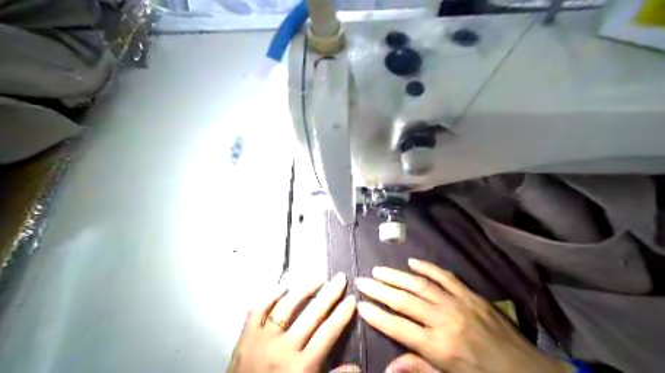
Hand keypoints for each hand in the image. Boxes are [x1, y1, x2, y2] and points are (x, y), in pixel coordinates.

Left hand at [228, 271, 355, 372]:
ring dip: (303, 290)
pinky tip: (283, 286)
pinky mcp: (246, 336)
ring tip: (318, 279)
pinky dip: (270, 295)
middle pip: (311, 315)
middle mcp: (284, 349)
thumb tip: (357, 367)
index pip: (328, 333)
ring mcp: (263, 339)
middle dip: (329, 294)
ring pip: (286, 307)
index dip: (342, 314)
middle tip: (340, 278)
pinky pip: (258, 309)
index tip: (352, 298)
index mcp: (302, 367)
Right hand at [357, 259, 573, 372]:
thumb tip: (388, 367)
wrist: (526, 370)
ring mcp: (457, 303)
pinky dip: (428, 267)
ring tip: (379, 270)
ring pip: (420, 285)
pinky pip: (445, 276)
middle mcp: (443, 320)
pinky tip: (412, 261)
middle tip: (362, 280)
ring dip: (397, 276)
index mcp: (437, 346)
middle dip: (380, 290)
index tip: (359, 303)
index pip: (397, 326)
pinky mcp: (470, 294)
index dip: (376, 315)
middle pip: (404, 300)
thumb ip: (419, 368)